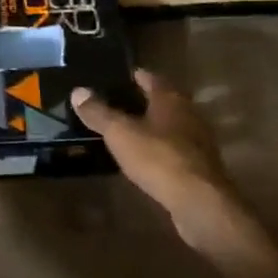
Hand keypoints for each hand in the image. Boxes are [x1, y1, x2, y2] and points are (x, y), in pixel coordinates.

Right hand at [72, 70, 239, 233]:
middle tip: (119, 102)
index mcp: (170, 99)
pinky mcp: (200, 165)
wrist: (199, 201)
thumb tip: (78, 91)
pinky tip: (146, 157)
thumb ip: (99, 113)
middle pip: (165, 100)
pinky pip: (176, 148)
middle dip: (144, 100)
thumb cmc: (158, 158)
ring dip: (154, 125)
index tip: (120, 76)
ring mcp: (198, 140)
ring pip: (172, 124)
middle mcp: (188, 113)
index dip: (136, 76)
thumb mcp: (120, 134)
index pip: (151, 78)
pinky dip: (161, 148)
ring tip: (129, 129)